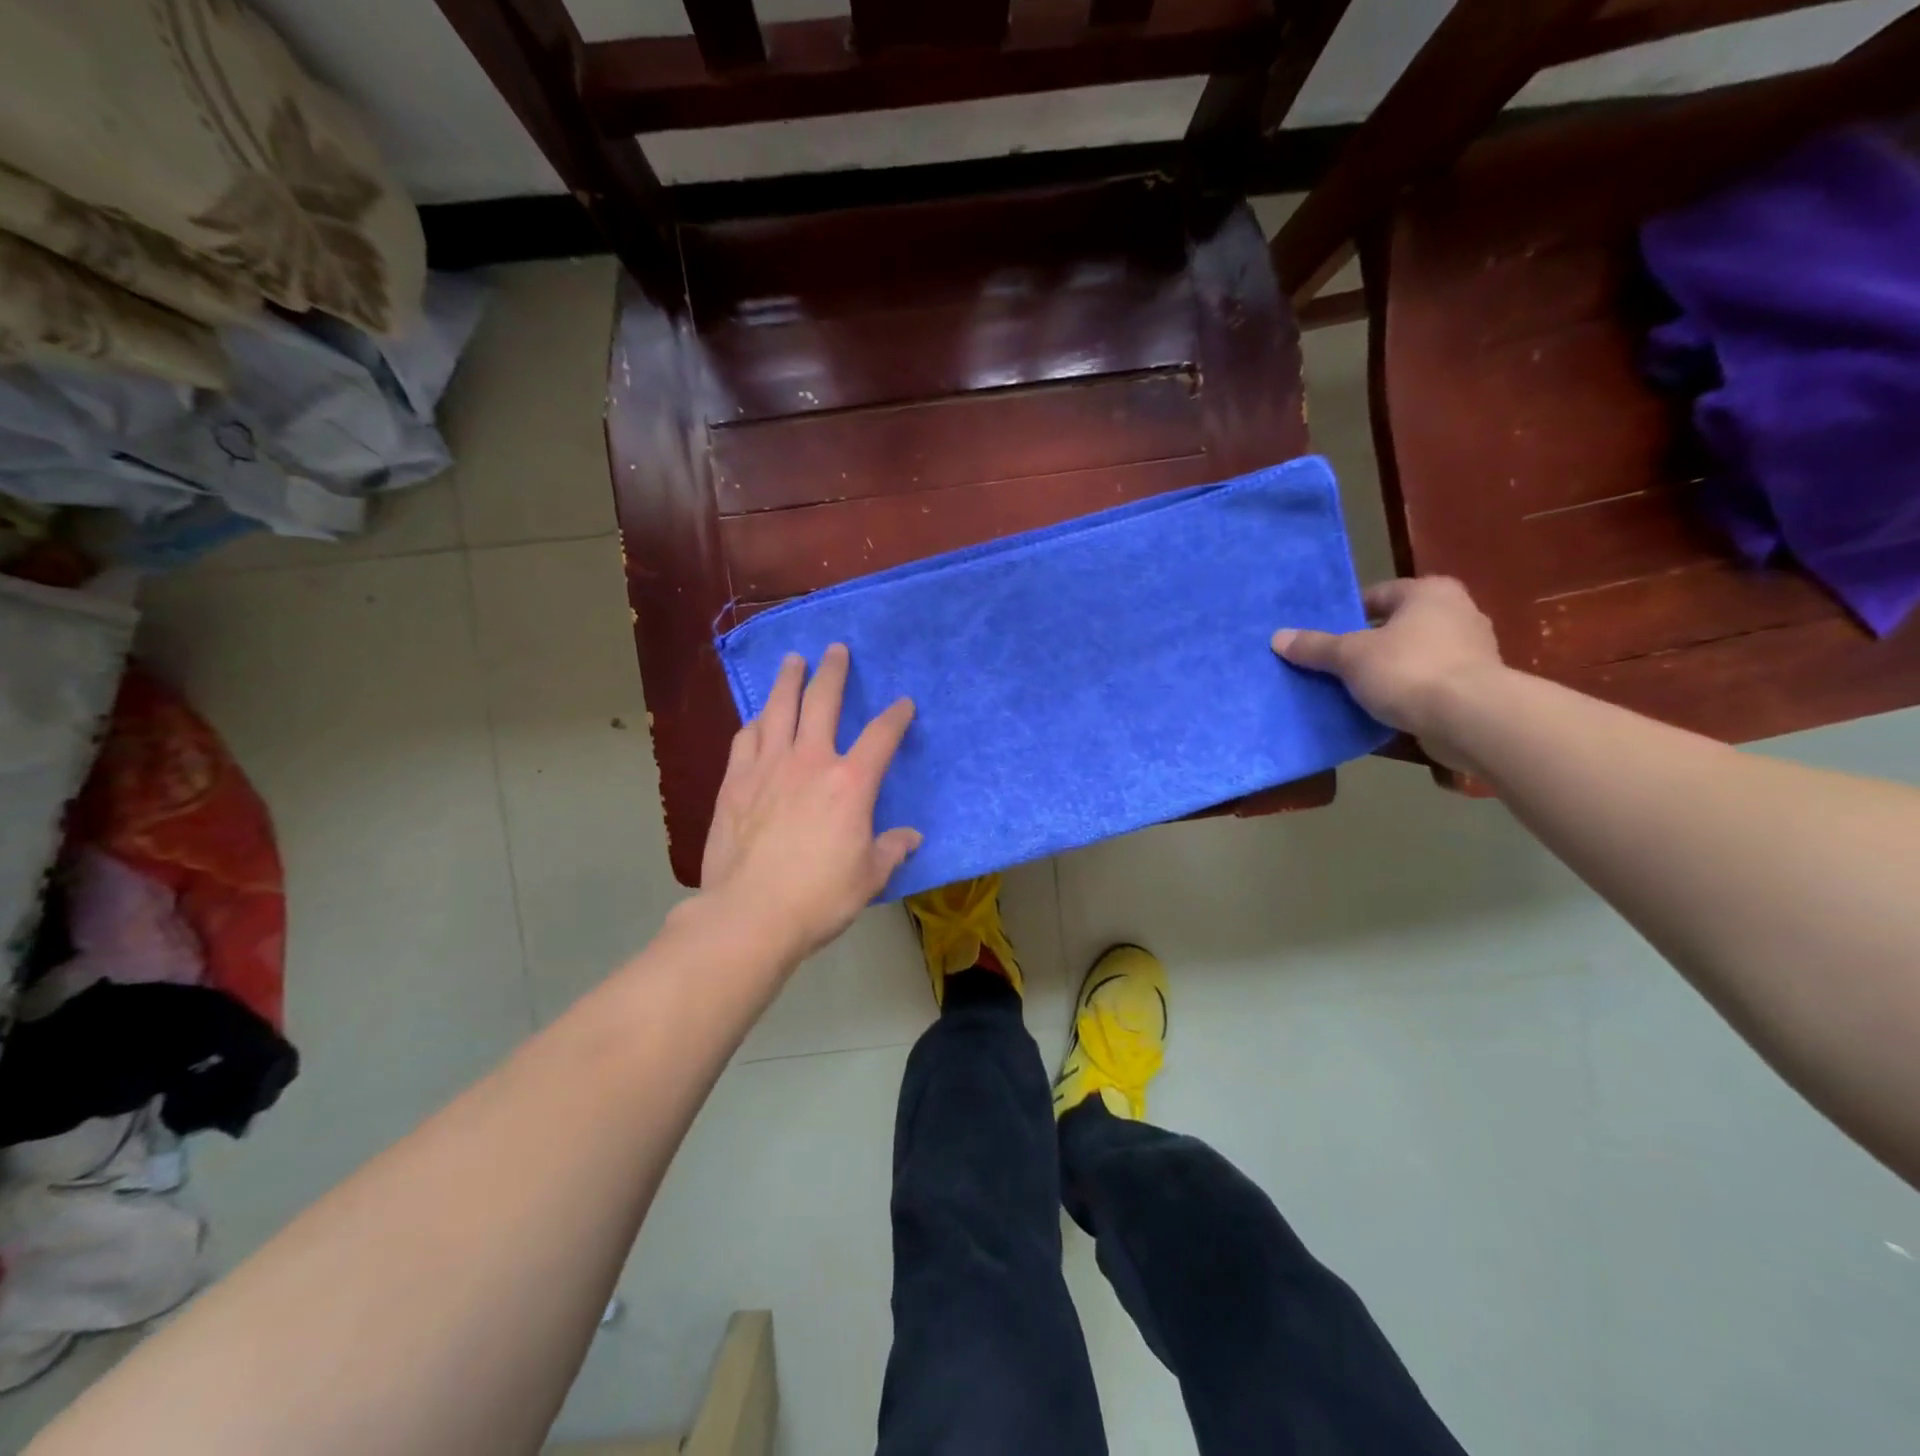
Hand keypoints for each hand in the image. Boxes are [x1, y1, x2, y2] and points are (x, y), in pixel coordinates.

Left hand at [699, 644, 920, 964]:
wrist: (749, 914)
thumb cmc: (819, 897)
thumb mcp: (869, 878)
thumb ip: (891, 850)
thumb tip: (910, 838)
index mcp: (850, 783)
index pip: (881, 736)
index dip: (896, 716)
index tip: (903, 704)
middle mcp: (809, 761)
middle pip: (822, 702)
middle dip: (833, 672)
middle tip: (836, 649)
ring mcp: (767, 767)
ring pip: (778, 709)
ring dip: (788, 681)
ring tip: (792, 661)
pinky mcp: (734, 782)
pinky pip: (746, 738)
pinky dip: (756, 721)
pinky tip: (758, 717)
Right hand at [1271, 576, 1504, 770]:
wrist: (1471, 719)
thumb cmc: (1409, 670)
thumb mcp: (1350, 656)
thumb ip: (1315, 646)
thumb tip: (1277, 637)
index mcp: (1430, 592)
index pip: (1377, 595)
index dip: (1347, 614)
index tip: (1324, 637)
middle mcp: (1457, 612)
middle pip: (1396, 626)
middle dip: (1366, 645)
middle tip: (1333, 665)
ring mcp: (1473, 651)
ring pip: (1413, 656)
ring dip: (1387, 671)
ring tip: (1353, 690)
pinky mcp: (1476, 686)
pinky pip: (1428, 684)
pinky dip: (1407, 693)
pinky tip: (1383, 709)